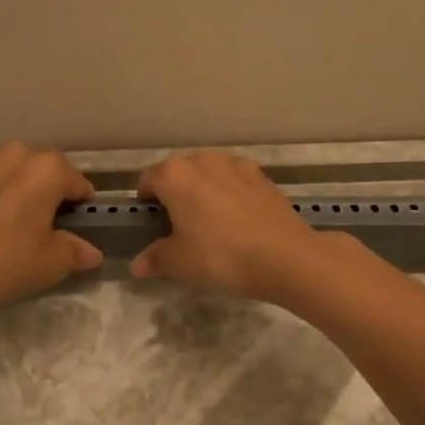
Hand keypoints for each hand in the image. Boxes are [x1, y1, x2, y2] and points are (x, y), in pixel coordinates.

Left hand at [0, 143, 101, 308]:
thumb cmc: (4, 262)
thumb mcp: (51, 264)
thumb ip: (76, 252)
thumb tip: (91, 252)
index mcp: (48, 169)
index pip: (77, 184)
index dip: (79, 207)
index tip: (73, 228)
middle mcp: (16, 153)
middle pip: (44, 171)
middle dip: (47, 192)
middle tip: (41, 227)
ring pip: (10, 170)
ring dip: (15, 188)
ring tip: (7, 221)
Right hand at [132, 150, 334, 302]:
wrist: (285, 256)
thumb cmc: (221, 256)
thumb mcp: (179, 263)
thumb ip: (155, 258)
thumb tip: (138, 264)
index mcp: (175, 174)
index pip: (148, 180)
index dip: (146, 203)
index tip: (151, 225)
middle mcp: (204, 159)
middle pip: (179, 172)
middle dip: (175, 194)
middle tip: (179, 228)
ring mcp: (236, 164)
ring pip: (209, 173)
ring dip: (204, 191)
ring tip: (211, 223)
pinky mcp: (262, 176)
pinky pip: (235, 181)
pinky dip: (230, 194)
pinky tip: (239, 222)